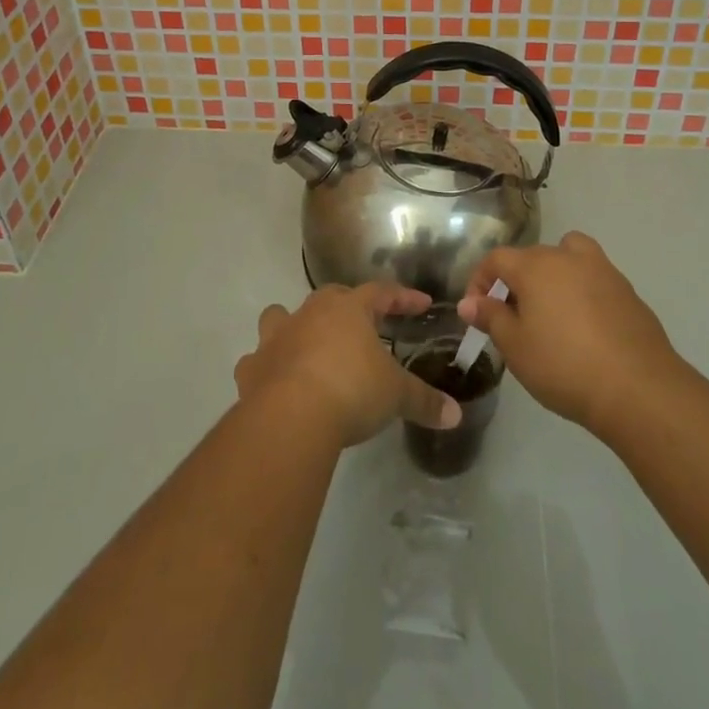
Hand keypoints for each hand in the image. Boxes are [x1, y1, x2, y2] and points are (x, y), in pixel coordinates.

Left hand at [233, 283, 462, 447]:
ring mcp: (276, 337)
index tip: (421, 304)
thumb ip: (424, 401)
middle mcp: (310, 313)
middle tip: (363, 327)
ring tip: (305, 348)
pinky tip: (275, 384)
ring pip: (280, 317)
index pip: (381, 292)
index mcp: (348, 309)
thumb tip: (455, 414)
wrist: (291, 416)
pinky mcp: (252, 367)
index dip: (402, 298)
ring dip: (291, 328)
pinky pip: (257, 360)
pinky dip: (266, 368)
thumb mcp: (395, 395)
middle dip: (346, 308)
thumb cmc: (351, 390)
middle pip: (329, 298)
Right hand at [457, 232, 685, 438]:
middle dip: (516, 282)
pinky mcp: (628, 291)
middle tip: (512, 318)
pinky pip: (595, 279)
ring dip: (554, 274)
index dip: (480, 280)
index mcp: (535, 266)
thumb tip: (470, 302)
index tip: (476, 310)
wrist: (638, 388)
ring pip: (569, 256)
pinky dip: (583, 291)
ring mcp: (602, 270)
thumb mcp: (515, 347)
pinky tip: (584, 328)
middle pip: (532, 257)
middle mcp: (567, 257)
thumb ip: (491, 318)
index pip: (496, 259)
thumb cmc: (564, 365)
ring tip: (552, 310)